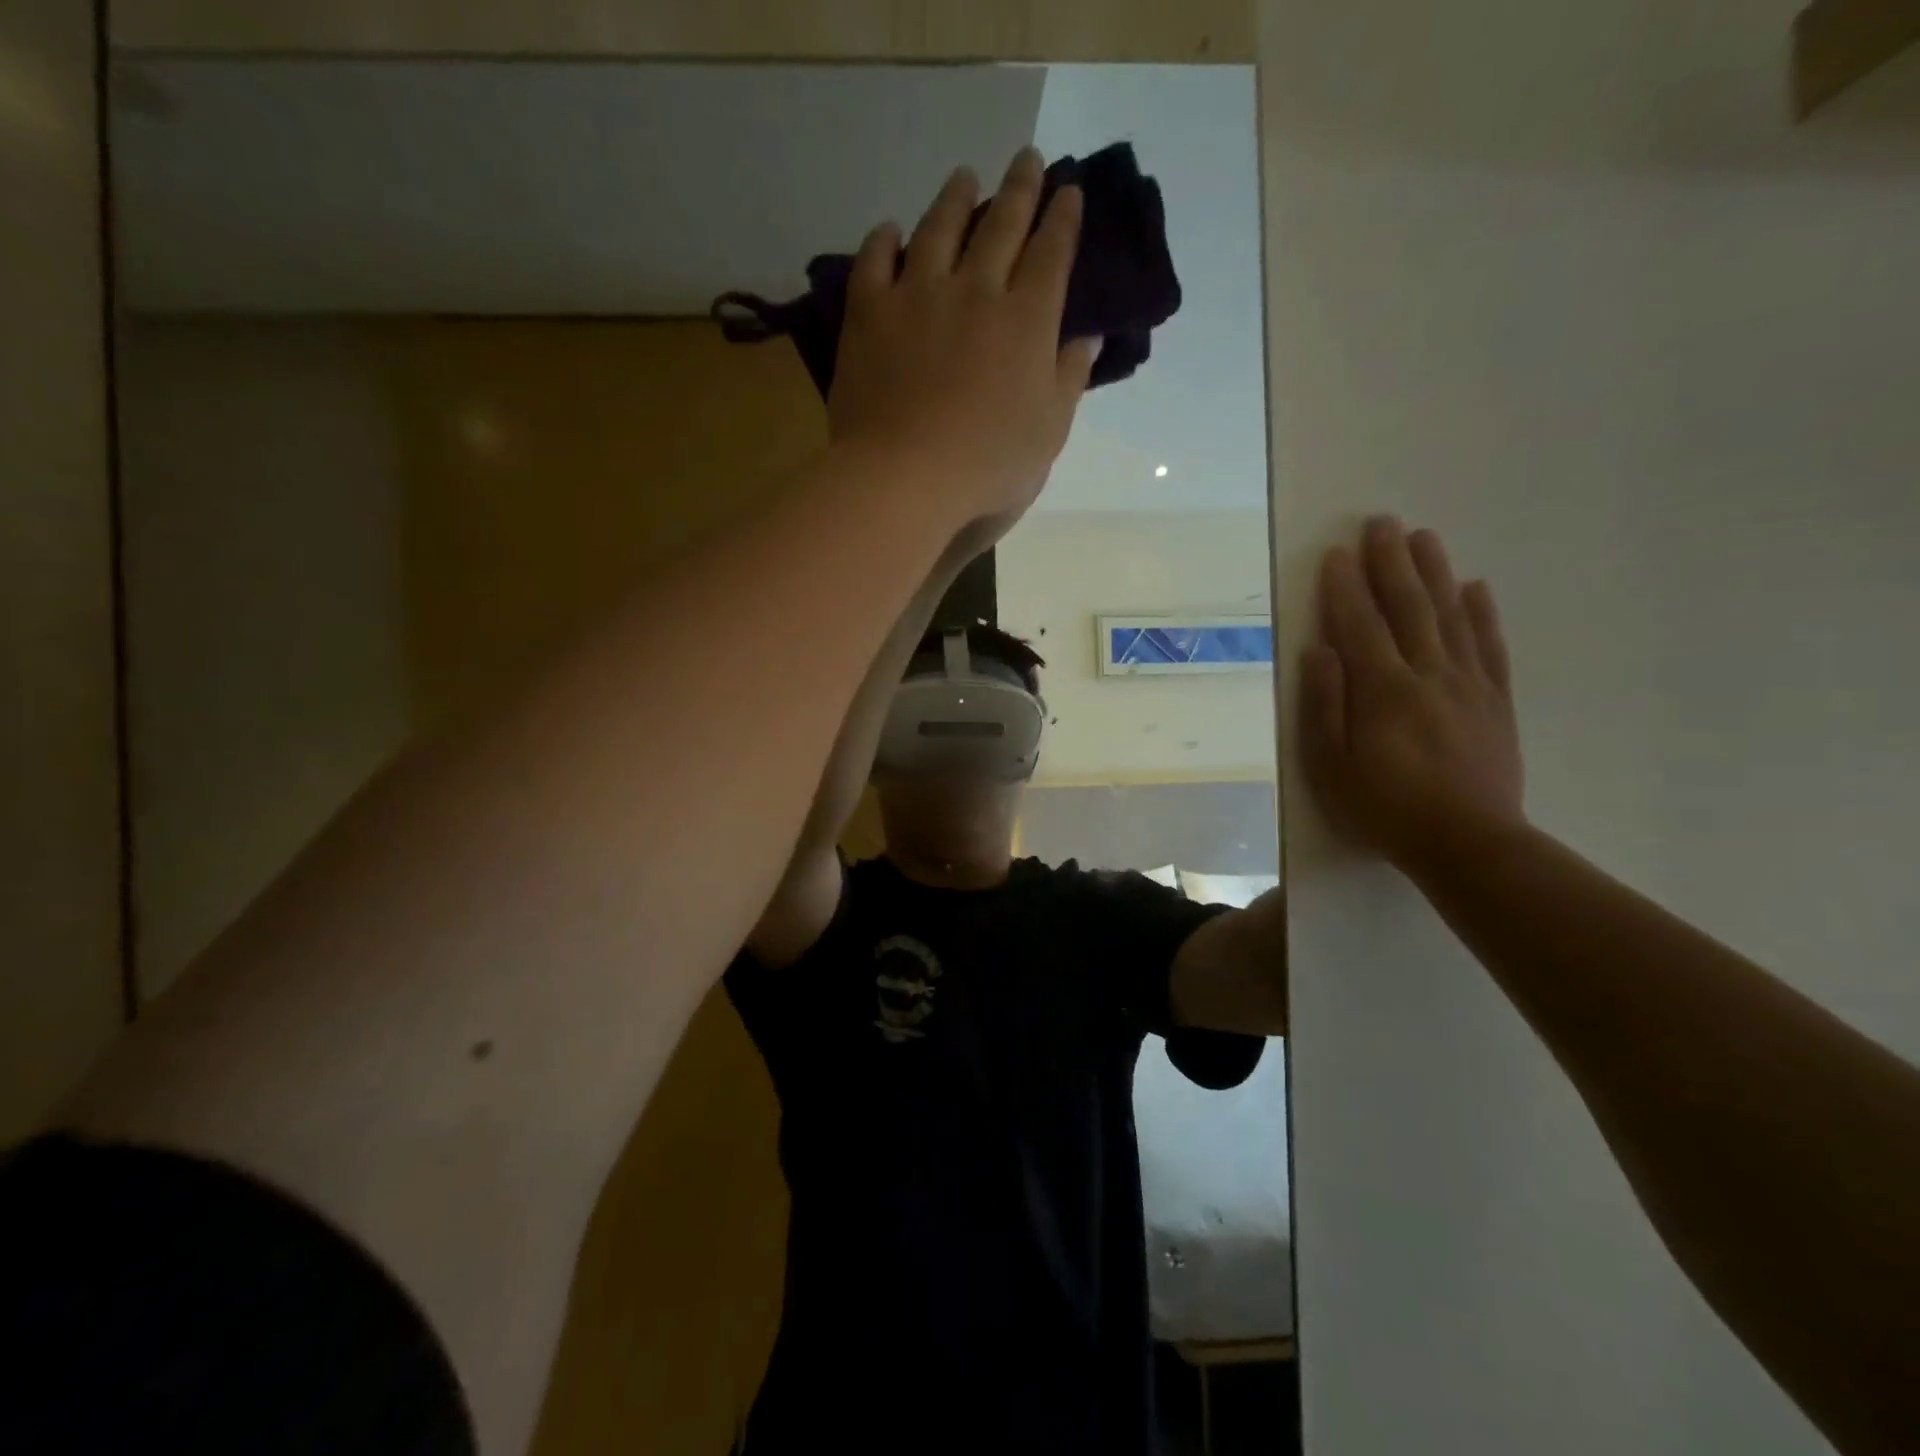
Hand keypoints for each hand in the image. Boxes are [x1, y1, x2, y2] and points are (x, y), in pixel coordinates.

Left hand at [828, 147, 1099, 530]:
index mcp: (1026, 321)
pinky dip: (883, 240)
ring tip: (964, 177)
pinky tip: (890, 230)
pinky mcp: (869, 314)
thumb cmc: (987, 466)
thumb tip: (1088, 338)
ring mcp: (917, 296)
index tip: (1069, 190)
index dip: (1062, 219)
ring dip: (955, 197)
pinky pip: (875, 262)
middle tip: (1027, 159)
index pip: (1051, 254)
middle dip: (1019, 188)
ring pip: (939, 229)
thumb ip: (1069, 380)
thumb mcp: (1048, 433)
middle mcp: (975, 291)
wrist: (905, 477)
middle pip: (1002, 225)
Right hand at [1300, 518, 1525, 874]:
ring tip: (1424, 537)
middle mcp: (1428, 675)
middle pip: (1409, 607)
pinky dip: (1482, 614)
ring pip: (1451, 616)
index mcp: (1383, 690)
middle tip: (1382, 523)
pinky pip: (1489, 647)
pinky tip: (1475, 588)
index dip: (1345, 587)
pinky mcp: (1496, 702)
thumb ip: (1324, 705)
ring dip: (1435, 573)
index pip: (1360, 625)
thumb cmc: (1383, 808)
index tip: (1336, 552)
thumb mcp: (1330, 766)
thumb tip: (1320, 650)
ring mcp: (1468, 685)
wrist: (1469, 844)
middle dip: (1391, 562)